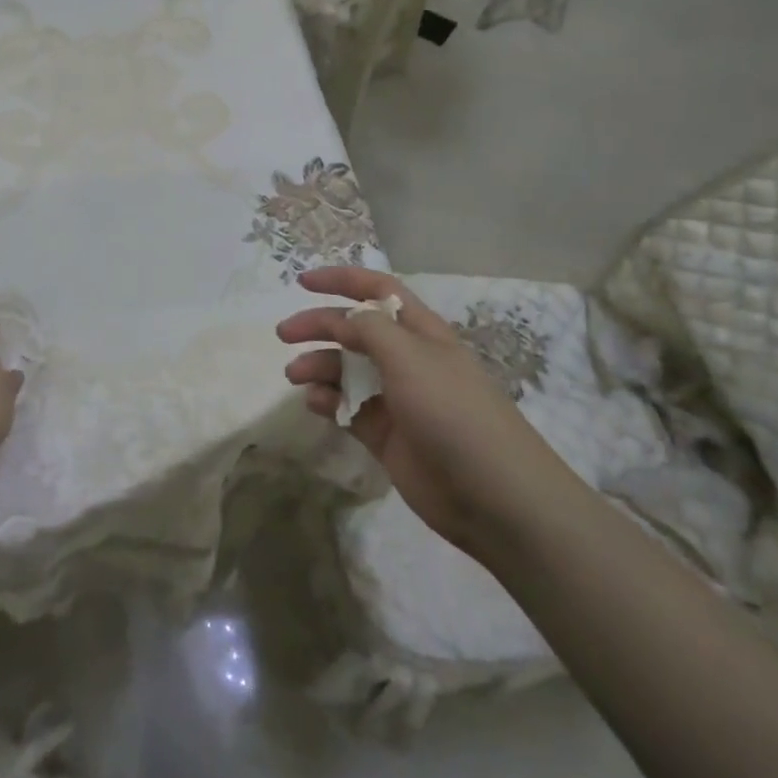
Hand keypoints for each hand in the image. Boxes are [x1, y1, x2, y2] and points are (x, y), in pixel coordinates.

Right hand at [278, 268, 585, 557]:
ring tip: (294, 376)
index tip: (302, 283)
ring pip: (347, 370)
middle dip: (319, 325)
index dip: (342, 280)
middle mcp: (407, 360)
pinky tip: (316, 404)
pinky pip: (348, 408)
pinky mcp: (386, 435)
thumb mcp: (409, 356)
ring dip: (318, 366)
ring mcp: (397, 399)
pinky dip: (328, 401)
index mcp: (420, 333)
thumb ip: (369, 328)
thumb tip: (345, 317)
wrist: (494, 497)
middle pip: (355, 330)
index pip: (377, 292)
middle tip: (284, 334)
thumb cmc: (452, 411)